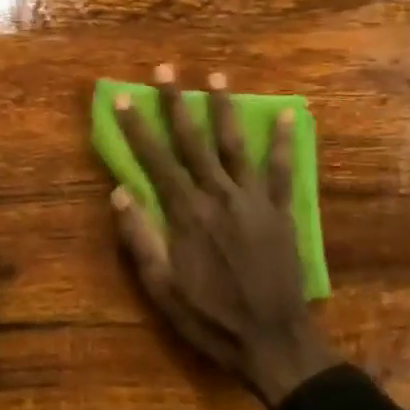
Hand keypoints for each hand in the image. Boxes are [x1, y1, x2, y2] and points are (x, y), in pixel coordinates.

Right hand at [110, 65, 337, 407]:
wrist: (272, 339)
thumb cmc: (209, 318)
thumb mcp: (162, 288)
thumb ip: (141, 239)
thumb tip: (119, 193)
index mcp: (187, 214)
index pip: (156, 161)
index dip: (137, 128)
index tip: (123, 98)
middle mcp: (219, 196)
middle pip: (194, 142)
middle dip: (177, 104)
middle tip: (166, 70)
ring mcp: (254, 201)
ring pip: (236, 145)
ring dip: (225, 109)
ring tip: (218, 76)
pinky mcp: (281, 211)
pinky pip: (282, 169)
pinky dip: (285, 141)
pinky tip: (290, 114)